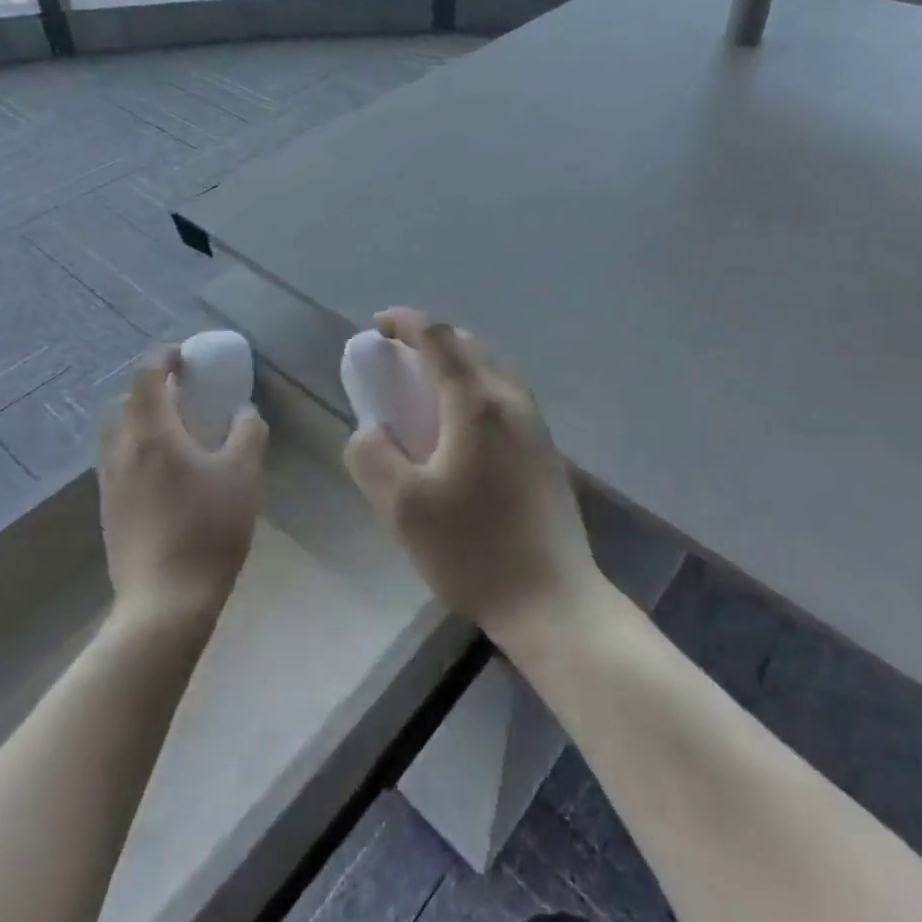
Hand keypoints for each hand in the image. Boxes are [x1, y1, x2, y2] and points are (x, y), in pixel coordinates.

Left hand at [100, 348, 267, 625]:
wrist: (165, 601)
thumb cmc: (209, 528)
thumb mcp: (244, 474)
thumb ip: (248, 433)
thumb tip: (244, 412)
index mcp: (152, 432)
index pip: (148, 375)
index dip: (166, 357)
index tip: (188, 356)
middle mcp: (122, 450)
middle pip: (129, 401)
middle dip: (156, 388)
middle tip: (187, 391)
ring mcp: (110, 482)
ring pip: (121, 433)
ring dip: (145, 419)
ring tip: (177, 429)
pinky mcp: (110, 509)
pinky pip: (121, 460)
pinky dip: (140, 447)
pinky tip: (168, 470)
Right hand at [343, 310, 601, 644]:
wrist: (552, 600)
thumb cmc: (473, 550)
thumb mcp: (401, 508)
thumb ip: (372, 457)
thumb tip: (369, 430)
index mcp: (476, 402)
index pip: (438, 337)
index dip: (406, 322)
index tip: (378, 326)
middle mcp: (512, 399)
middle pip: (469, 345)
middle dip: (431, 340)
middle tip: (398, 359)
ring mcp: (536, 423)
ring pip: (493, 367)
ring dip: (458, 362)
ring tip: (427, 387)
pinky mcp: (547, 448)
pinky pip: (507, 393)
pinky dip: (477, 386)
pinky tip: (462, 426)